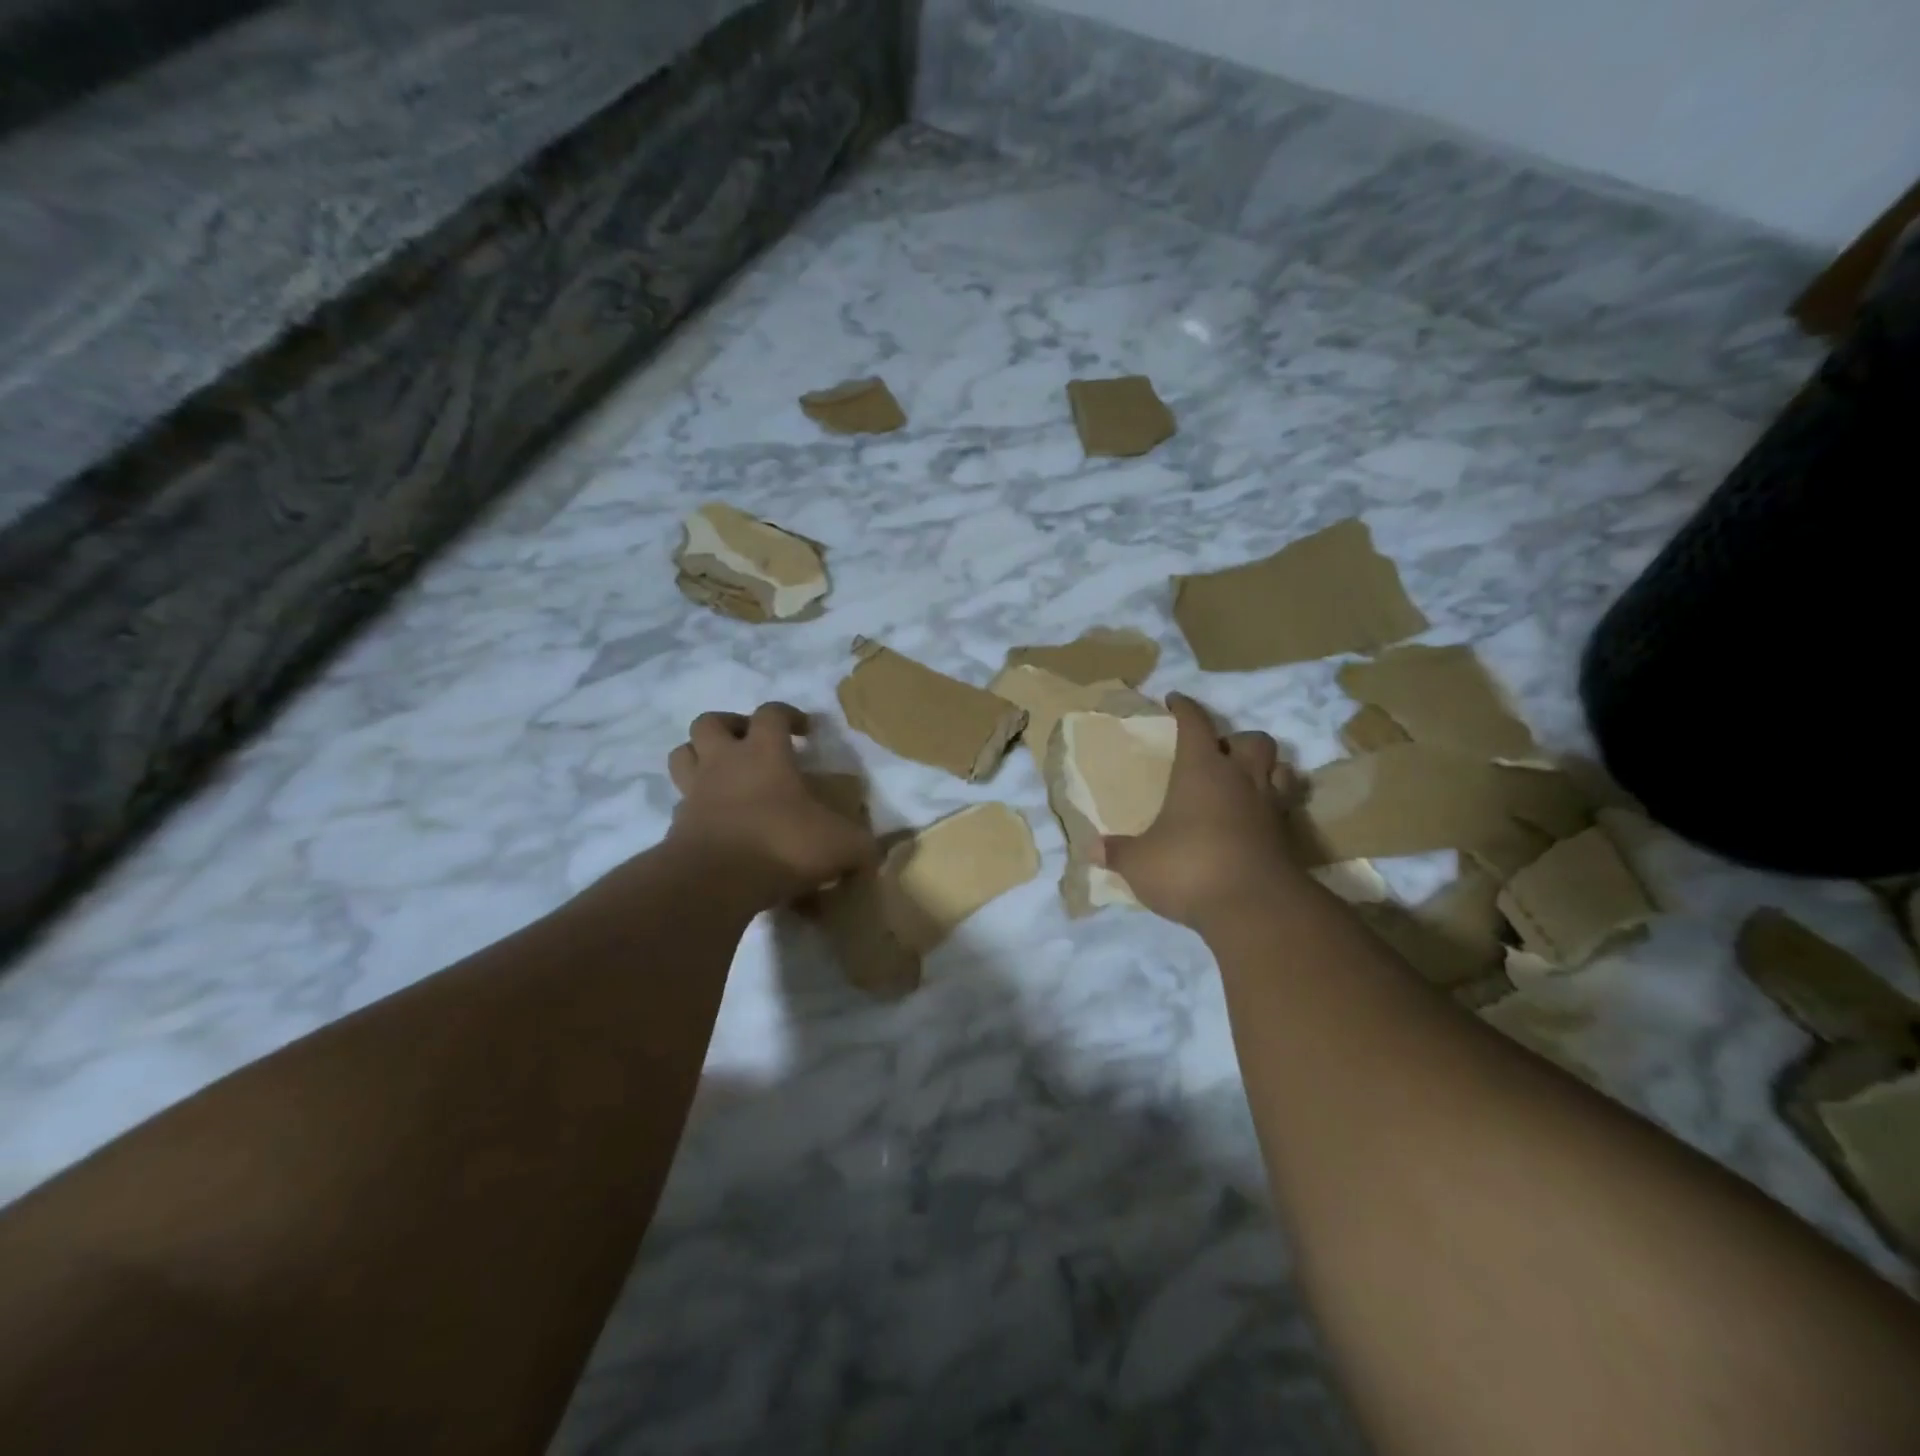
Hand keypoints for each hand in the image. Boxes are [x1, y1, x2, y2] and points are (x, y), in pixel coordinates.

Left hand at [666, 703, 876, 903]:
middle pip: (710, 722)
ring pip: (683, 755)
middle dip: (730, 725)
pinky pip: (682, 803)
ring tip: (723, 773)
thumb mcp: (840, 845)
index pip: (772, 713)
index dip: (789, 714)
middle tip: (750, 742)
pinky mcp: (676, 825)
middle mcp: (724, 763)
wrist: (714, 881)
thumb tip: (876, 852)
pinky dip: (695, 806)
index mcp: (765, 753)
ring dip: (699, 756)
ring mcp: (695, 792)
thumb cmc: (782, 844)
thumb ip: (861, 845)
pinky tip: (717, 822)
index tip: (806, 731)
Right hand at [1093, 693, 1308, 929]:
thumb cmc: (1189, 868)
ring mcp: (1270, 807)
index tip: (1175, 700)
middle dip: (1237, 741)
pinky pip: (1286, 807)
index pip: (1195, 724)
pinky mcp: (1288, 837)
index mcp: (1202, 770)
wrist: (1255, 908)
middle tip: (1219, 755)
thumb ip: (1118, 852)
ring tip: (1245, 782)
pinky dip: (1274, 807)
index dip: (1185, 708)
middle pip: (1253, 740)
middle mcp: (1241, 779)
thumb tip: (1091, 849)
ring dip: (1265, 769)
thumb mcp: (1139, 862)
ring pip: (1280, 768)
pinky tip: (1257, 821)